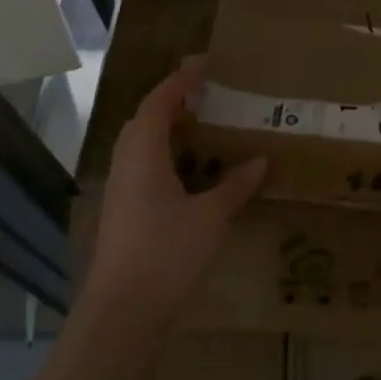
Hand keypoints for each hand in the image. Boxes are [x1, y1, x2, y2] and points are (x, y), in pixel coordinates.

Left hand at [82, 58, 265, 333]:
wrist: (122, 312)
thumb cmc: (167, 254)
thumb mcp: (211, 217)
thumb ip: (235, 186)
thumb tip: (260, 162)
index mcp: (143, 155)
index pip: (158, 103)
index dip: (180, 82)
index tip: (205, 67)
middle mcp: (126, 165)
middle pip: (144, 120)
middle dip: (172, 102)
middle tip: (205, 95)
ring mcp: (120, 191)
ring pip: (140, 145)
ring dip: (166, 129)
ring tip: (200, 127)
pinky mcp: (122, 213)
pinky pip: (142, 167)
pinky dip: (165, 155)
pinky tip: (188, 171)